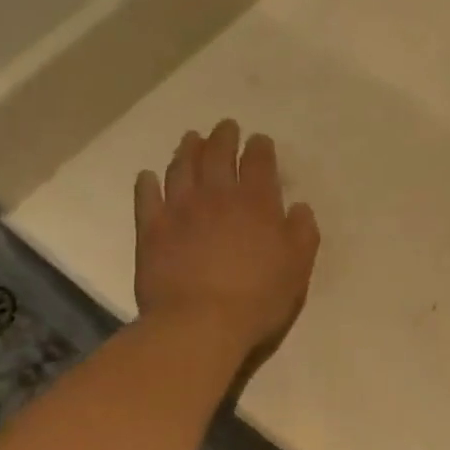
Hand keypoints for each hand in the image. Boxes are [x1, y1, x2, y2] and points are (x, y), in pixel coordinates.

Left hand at [134, 120, 318, 352]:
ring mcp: (180, 209)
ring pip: (182, 168)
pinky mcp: (151, 229)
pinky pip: (147, 197)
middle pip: (218, 155)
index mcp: (256, 202)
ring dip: (188, 150)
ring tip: (191, 139)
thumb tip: (299, 207)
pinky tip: (149, 177)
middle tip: (225, 127)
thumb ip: (302, 233)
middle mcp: (217, 196)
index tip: (260, 140)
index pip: (259, 162)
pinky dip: (148, 183)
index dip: (260, 148)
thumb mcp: (297, 268)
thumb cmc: (258, 298)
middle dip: (224, 137)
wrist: (199, 322)